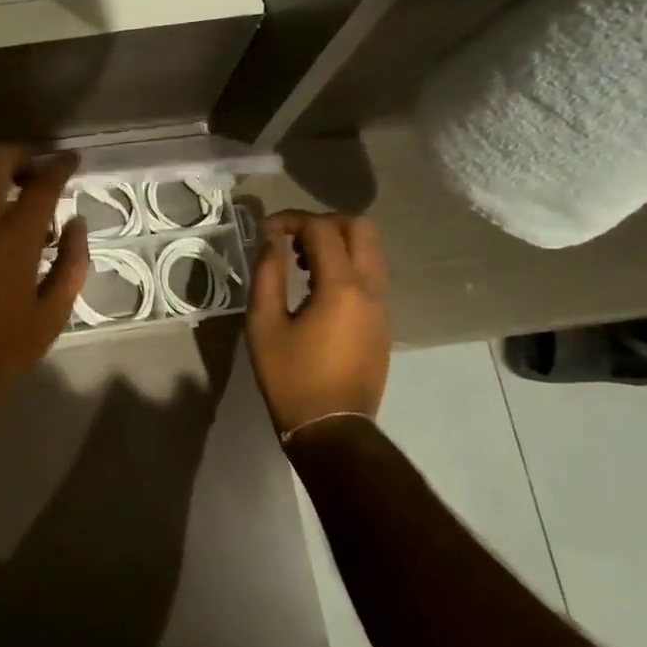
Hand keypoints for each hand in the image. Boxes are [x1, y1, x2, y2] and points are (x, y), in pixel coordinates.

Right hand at [247, 210, 390, 434]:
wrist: (331, 427)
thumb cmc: (290, 377)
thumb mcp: (264, 325)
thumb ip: (267, 274)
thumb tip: (270, 239)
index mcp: (342, 287)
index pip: (323, 230)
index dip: (292, 220)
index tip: (266, 230)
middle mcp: (371, 289)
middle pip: (360, 228)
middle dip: (323, 223)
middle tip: (291, 239)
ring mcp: (382, 306)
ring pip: (371, 251)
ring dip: (337, 243)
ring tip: (300, 263)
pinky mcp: (383, 322)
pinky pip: (370, 275)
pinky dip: (346, 265)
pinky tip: (316, 288)